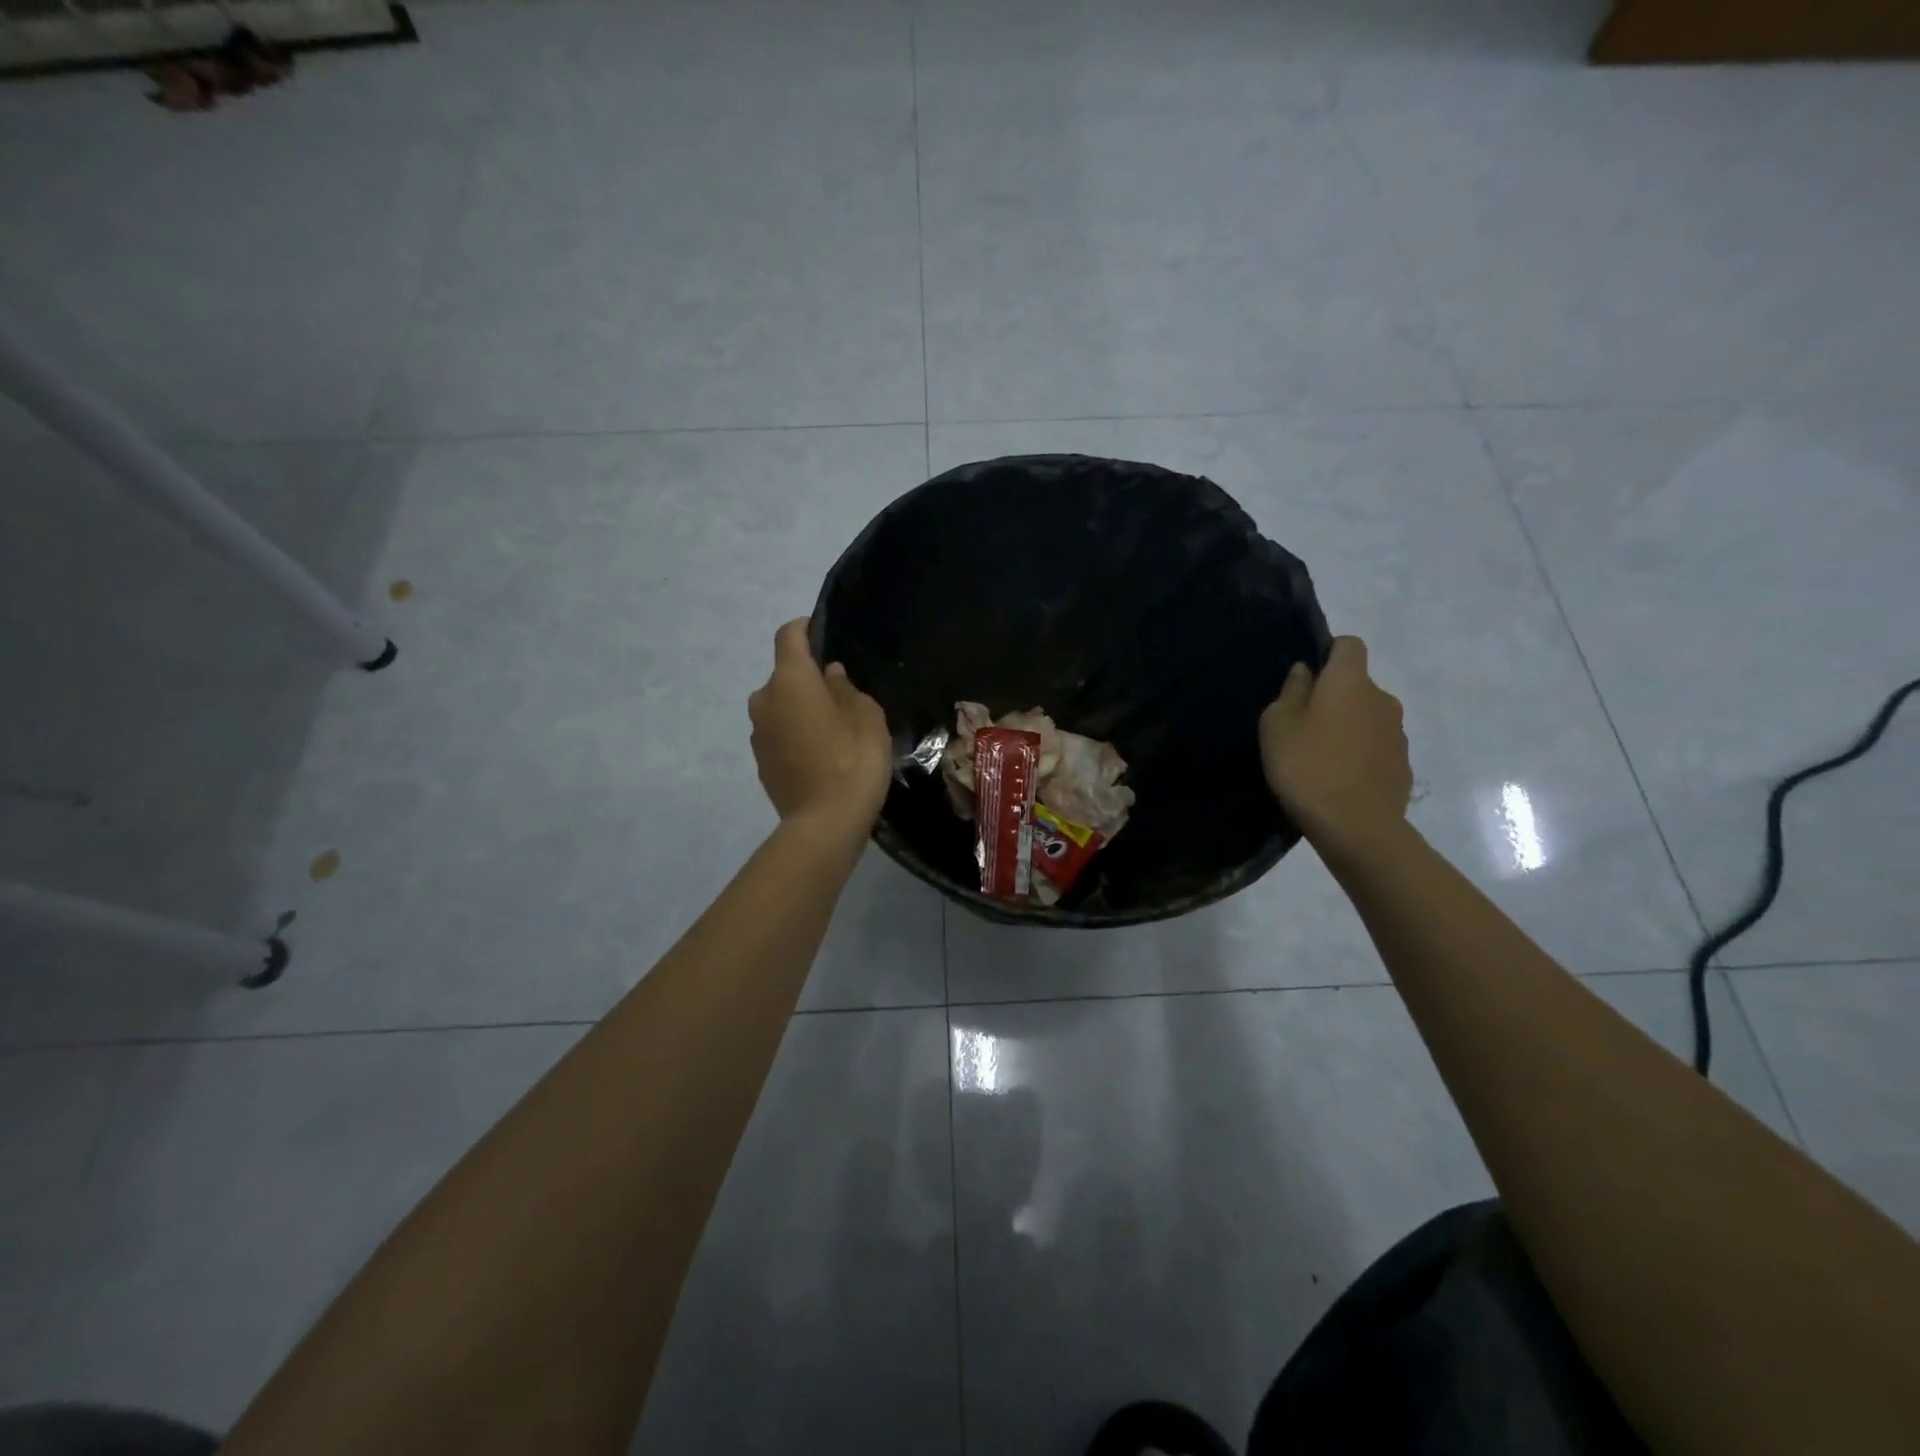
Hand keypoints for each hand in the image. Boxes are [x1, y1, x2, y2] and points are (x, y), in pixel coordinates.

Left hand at [749, 620, 891, 838]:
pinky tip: (821, 756)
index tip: (823, 634)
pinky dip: (795, 736)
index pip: (788, 636)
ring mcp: (757, 733)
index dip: (805, 628)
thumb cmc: (853, 758)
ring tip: (833, 730)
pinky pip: (779, 735)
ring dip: (800, 710)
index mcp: (789, 679)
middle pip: (784, 676)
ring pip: (780, 707)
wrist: (825, 822)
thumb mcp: (866, 715)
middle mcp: (764, 699)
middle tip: (841, 696)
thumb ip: (845, 688)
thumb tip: (829, 675)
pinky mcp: (760, 762)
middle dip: (808, 679)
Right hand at [1259, 636, 1411, 850]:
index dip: (1328, 653)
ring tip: (1321, 755)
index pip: (1349, 645)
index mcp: (1350, 682)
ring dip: (1348, 726)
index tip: (1306, 678)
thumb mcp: (1277, 726)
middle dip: (1334, 696)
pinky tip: (1339, 778)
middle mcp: (1381, 698)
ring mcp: (1398, 733)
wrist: (1356, 826)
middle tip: (1303, 724)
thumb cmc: (1307, 767)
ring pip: (1368, 716)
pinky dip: (1360, 753)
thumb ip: (1291, 692)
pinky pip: (1376, 746)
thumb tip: (1305, 672)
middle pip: (1357, 684)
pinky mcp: (1402, 764)